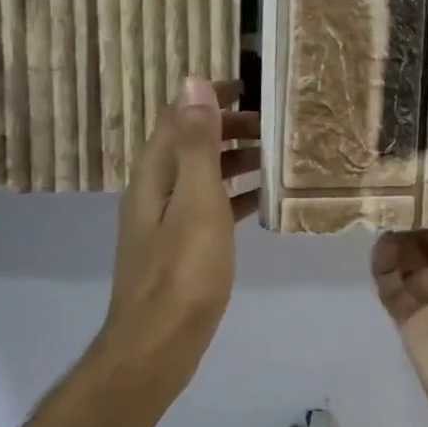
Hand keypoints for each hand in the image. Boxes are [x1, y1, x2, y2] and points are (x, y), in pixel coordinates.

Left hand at [93, 77, 259, 407]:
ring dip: (233, 162)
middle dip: (227, 129)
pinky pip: (209, 209)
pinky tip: (260, 203)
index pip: (177, 118)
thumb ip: (196, 144)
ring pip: (201, 178)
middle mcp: (154, 193)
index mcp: (154, 176)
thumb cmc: (183, 273)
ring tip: (274, 159)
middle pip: (188, 146)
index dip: (208, 97)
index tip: (249, 87)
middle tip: (272, 127)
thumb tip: (191, 81)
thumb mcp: (196, 202)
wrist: (158, 344)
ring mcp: (165, 224)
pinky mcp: (180, 251)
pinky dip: (233, 197)